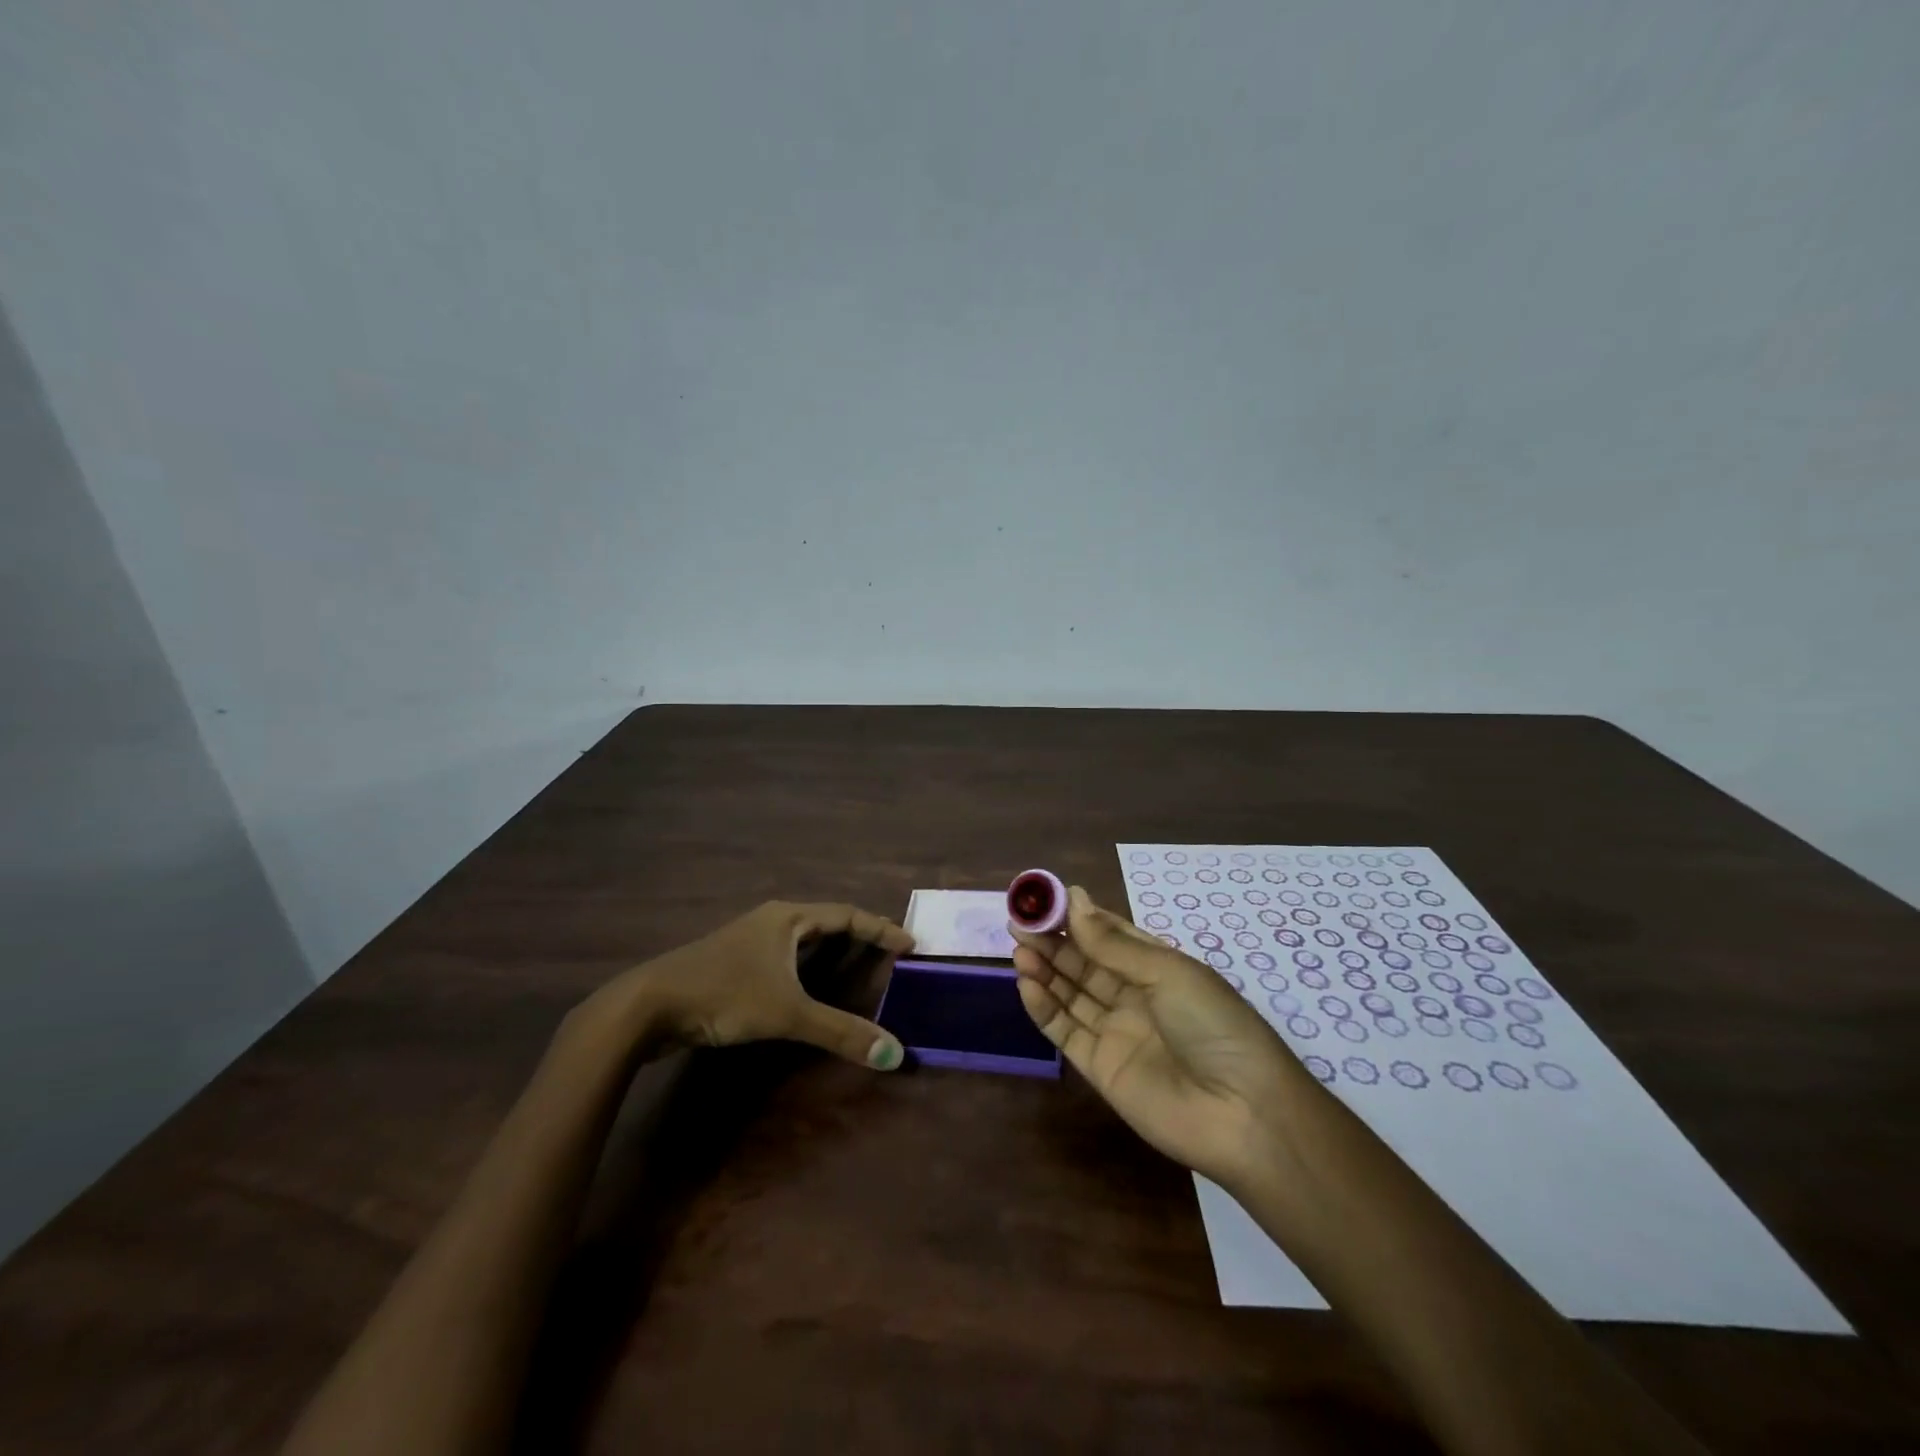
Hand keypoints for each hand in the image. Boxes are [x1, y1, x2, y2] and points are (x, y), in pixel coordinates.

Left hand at [577, 901, 915, 1069]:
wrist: (647, 1006)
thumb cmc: (724, 995)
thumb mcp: (787, 1013)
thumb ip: (840, 1032)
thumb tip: (894, 1054)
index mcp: (788, 918)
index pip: (847, 914)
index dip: (880, 928)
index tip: (910, 944)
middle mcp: (771, 921)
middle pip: (827, 921)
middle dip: (859, 935)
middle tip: (888, 955)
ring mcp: (749, 941)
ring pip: (802, 939)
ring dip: (832, 950)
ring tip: (858, 966)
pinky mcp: (733, 963)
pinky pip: (784, 957)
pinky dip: (808, 967)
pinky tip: (809, 985)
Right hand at [1011, 886, 1300, 1185]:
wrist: (1243, 1114)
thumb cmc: (1213, 1025)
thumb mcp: (1167, 972)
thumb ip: (1113, 944)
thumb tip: (1074, 899)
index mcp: (1159, 967)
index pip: (1110, 934)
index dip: (1077, 918)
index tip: (1043, 899)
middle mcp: (1135, 996)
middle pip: (1085, 963)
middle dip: (1053, 942)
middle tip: (1018, 922)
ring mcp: (1116, 1032)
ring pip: (1071, 993)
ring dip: (1044, 970)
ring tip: (1018, 949)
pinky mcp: (1100, 1067)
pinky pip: (1066, 1031)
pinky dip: (1044, 1008)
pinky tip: (1026, 985)